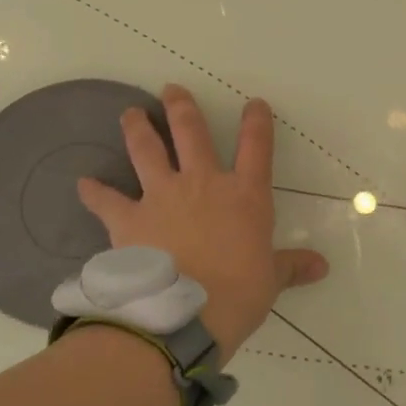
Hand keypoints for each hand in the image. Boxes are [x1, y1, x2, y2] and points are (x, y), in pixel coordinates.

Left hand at [76, 85, 328, 356]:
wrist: (184, 315)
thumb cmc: (237, 294)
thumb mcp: (271, 280)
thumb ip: (292, 266)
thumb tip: (323, 266)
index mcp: (244, 195)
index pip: (256, 147)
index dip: (257, 122)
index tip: (254, 103)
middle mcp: (203, 184)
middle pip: (192, 134)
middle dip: (182, 108)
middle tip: (171, 90)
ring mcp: (162, 196)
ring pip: (147, 151)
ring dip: (137, 129)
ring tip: (130, 113)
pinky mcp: (129, 219)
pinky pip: (107, 200)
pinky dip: (94, 191)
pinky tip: (83, 183)